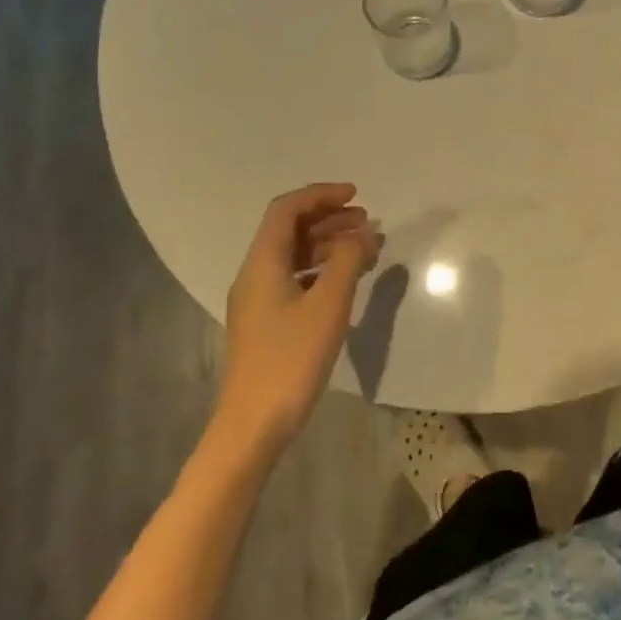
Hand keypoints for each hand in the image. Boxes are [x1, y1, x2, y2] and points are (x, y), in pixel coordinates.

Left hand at [218, 183, 379, 450]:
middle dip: (329, 219)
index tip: (356, 196)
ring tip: (365, 249)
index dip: (321, 195)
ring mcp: (258, 299)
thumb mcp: (328, 305)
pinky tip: (345, 280)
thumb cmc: (291, 359)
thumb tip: (363, 234)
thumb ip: (347, 262)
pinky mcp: (266, 322)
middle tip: (367, 222)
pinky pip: (294, 278)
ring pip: (293, 255)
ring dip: (327, 244)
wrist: (253, 424)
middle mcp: (255, 274)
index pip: (286, 209)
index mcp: (263, 263)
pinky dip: (321, 269)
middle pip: (289, 230)